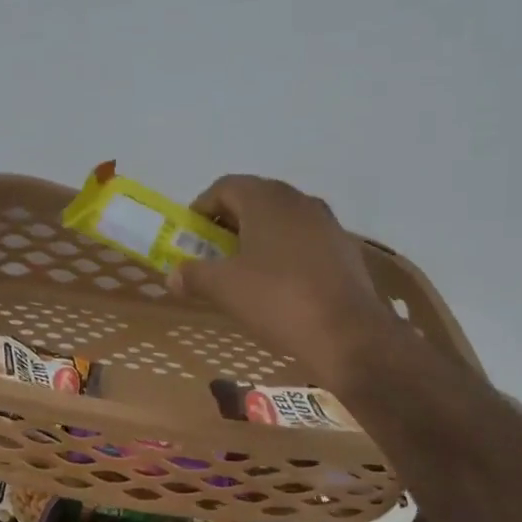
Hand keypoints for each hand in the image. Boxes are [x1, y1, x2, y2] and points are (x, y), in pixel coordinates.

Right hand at [172, 175, 399, 384]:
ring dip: (257, 239)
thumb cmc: (278, 300)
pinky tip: (278, 287)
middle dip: (229, 224)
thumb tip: (173, 274)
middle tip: (212, 255)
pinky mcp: (344, 250)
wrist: (348, 334)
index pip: (225, 187)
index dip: (201, 209)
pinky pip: (303, 242)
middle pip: (255, 200)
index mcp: (267, 199)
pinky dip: (284, 254)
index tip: (190, 237)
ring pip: (281, 221)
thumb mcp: (224, 288)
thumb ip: (193, 275)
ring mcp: (326, 224)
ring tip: (243, 272)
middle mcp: (299, 201)